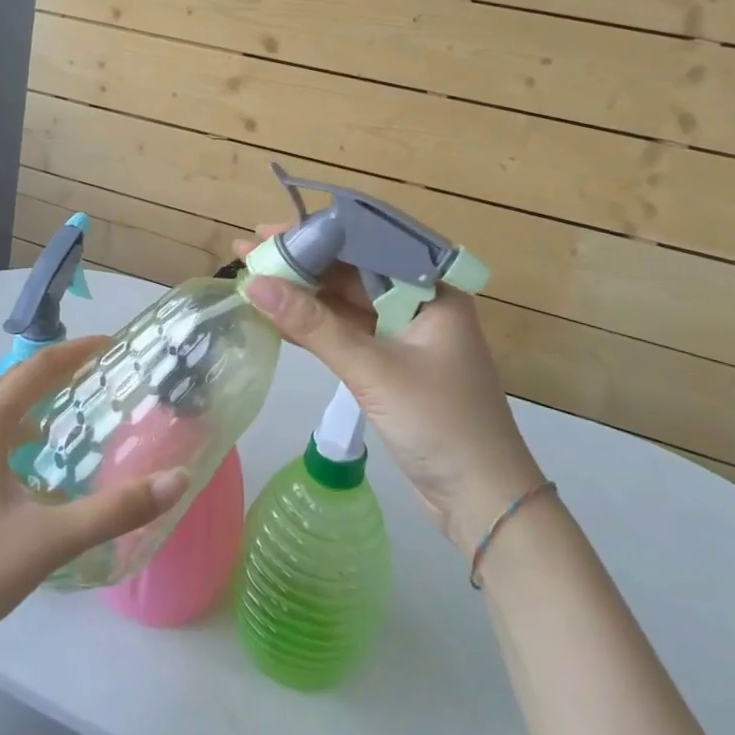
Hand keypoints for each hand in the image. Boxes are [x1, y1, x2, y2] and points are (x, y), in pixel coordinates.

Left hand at [0, 337, 190, 671]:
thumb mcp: (49, 540)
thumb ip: (115, 511)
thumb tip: (177, 480)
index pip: (36, 369)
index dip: (75, 351)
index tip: (112, 344)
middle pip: (18, 383)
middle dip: (61, 371)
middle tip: (105, 372)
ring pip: (4, 412)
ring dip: (41, 401)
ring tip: (80, 406)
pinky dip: (25, 431)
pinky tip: (44, 459)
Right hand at [236, 228, 543, 556]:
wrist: (483, 501)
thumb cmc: (439, 423)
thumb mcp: (372, 369)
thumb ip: (312, 325)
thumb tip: (254, 284)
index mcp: (430, 289)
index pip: (365, 245)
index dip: (313, 236)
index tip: (268, 233)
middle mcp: (419, 302)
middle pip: (351, 271)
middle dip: (301, 263)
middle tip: (250, 252)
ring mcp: (404, 334)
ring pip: (345, 302)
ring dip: (303, 294)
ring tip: (253, 277)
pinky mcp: (391, 363)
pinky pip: (347, 331)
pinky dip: (314, 325)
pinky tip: (276, 316)